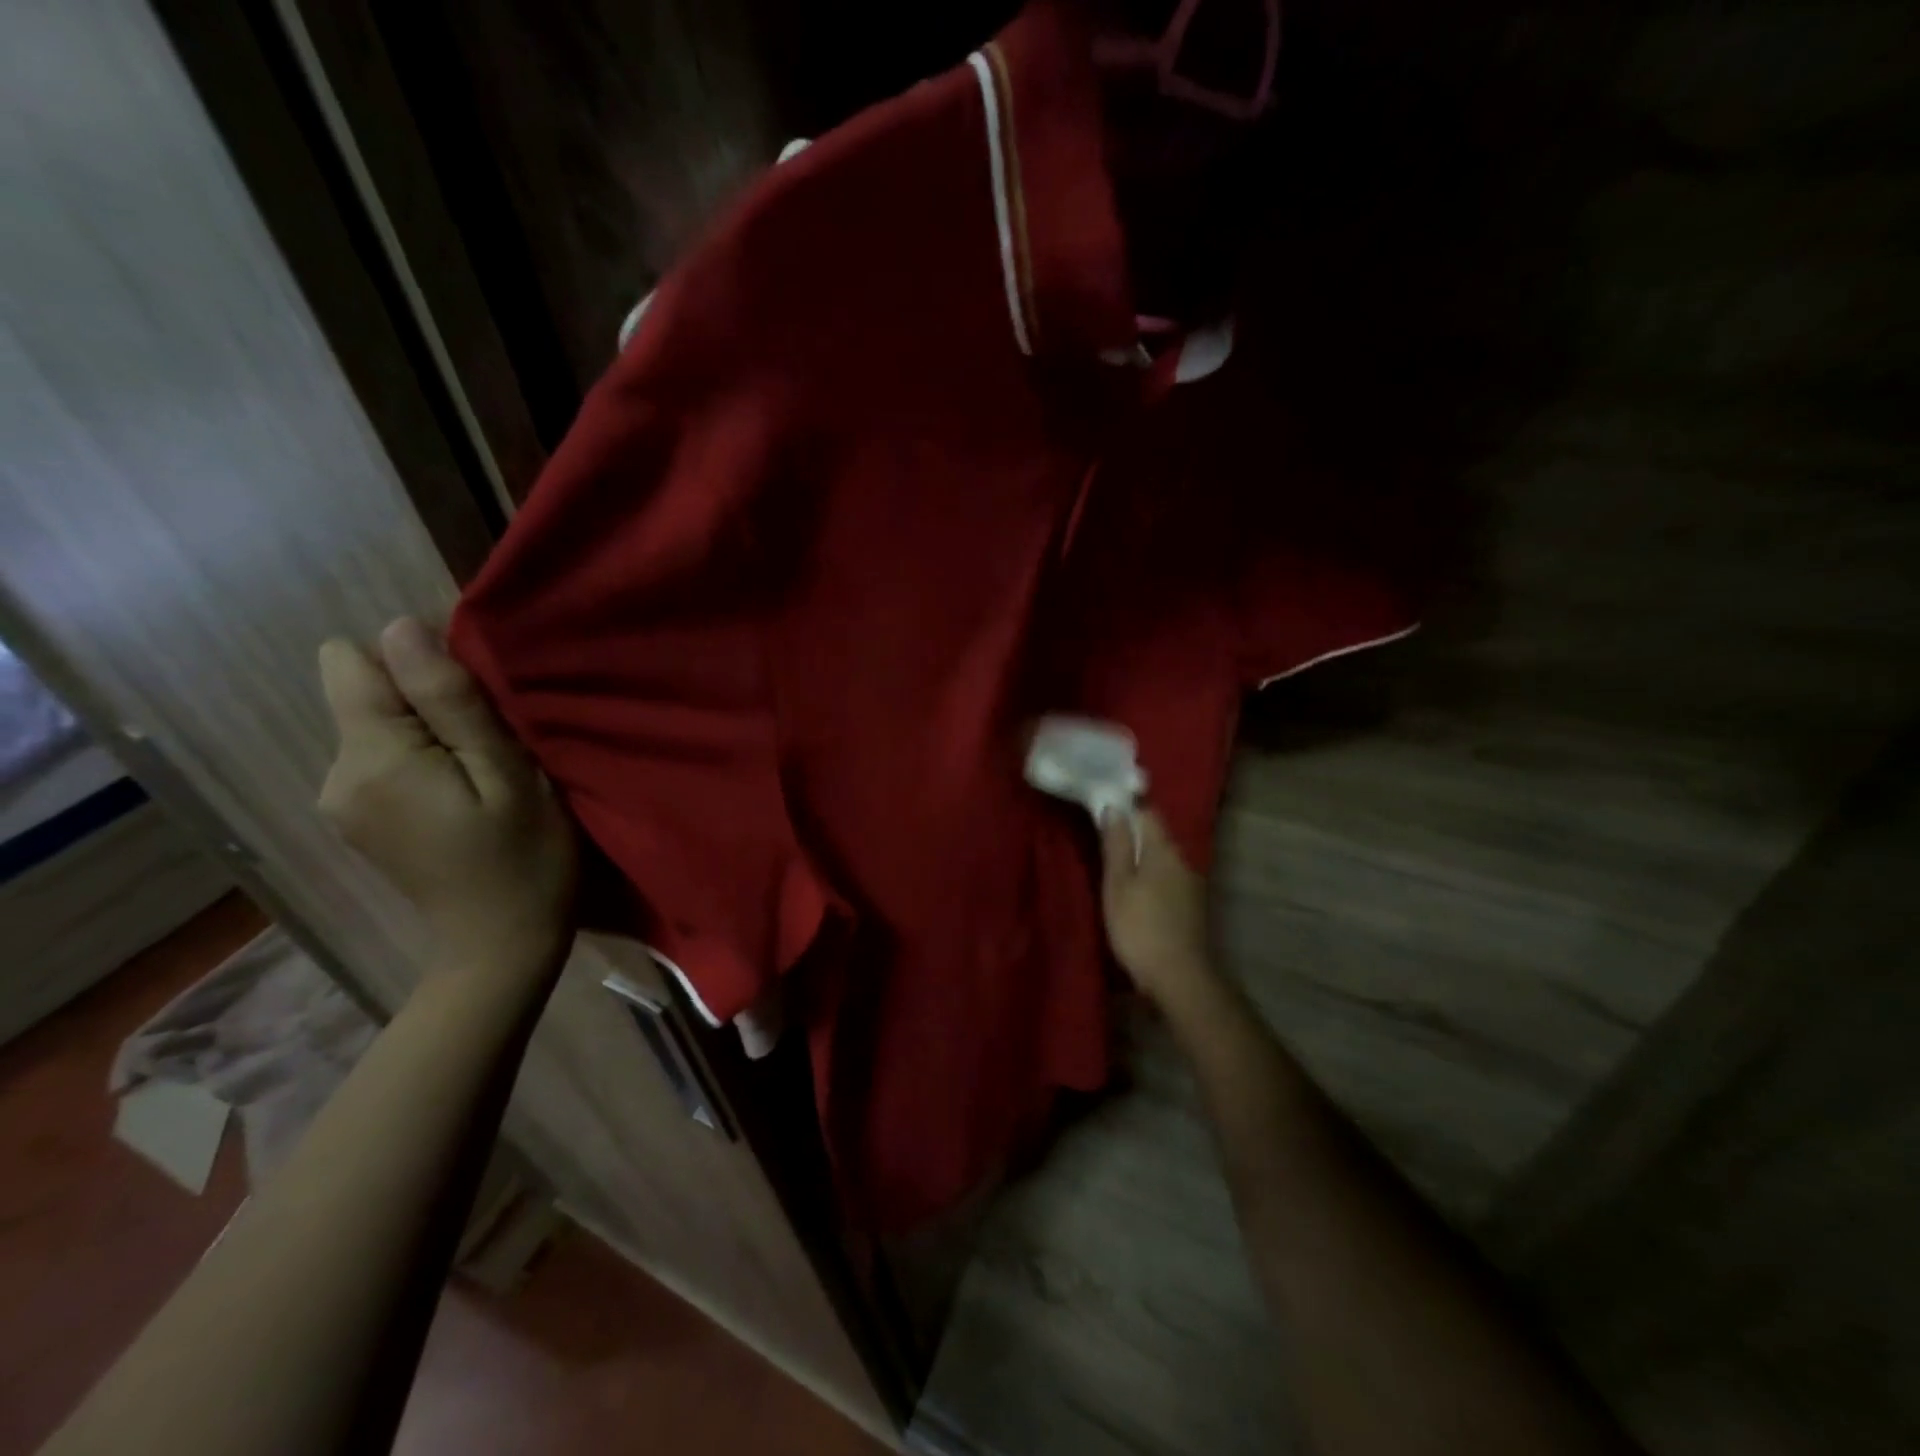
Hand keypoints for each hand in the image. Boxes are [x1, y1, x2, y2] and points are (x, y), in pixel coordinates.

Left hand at [318, 618, 576, 985]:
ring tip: (484, 772)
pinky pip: (382, 757)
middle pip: (366, 693)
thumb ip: (451, 703)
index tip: (474, 702)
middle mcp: (335, 774)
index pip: (354, 662)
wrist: (502, 945)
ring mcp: (340, 800)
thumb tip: (401, 628)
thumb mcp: (507, 774)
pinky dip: (424, 760)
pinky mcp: (357, 817)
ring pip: (378, 725)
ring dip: (431, 732)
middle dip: (428, 702)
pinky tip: (463, 794)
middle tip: (492, 747)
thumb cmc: (525, 858)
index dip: (417, 664)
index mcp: (370, 760)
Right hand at [1099, 807, 1217, 1003]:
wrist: (1180, 977)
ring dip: (1142, 858)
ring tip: (1117, 867)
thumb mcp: (1118, 884)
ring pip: (1163, 859)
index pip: (1148, 812)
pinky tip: (1137, 893)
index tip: (1104, 808)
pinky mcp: (1192, 906)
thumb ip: (1117, 845)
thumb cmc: (1139, 927)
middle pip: (1156, 836)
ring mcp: (1191, 884)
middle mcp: (1183, 860)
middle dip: (1133, 833)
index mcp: (1164, 850)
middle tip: (1103, 839)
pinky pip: (1168, 879)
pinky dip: (1151, 878)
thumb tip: (1114, 808)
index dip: (1127, 806)